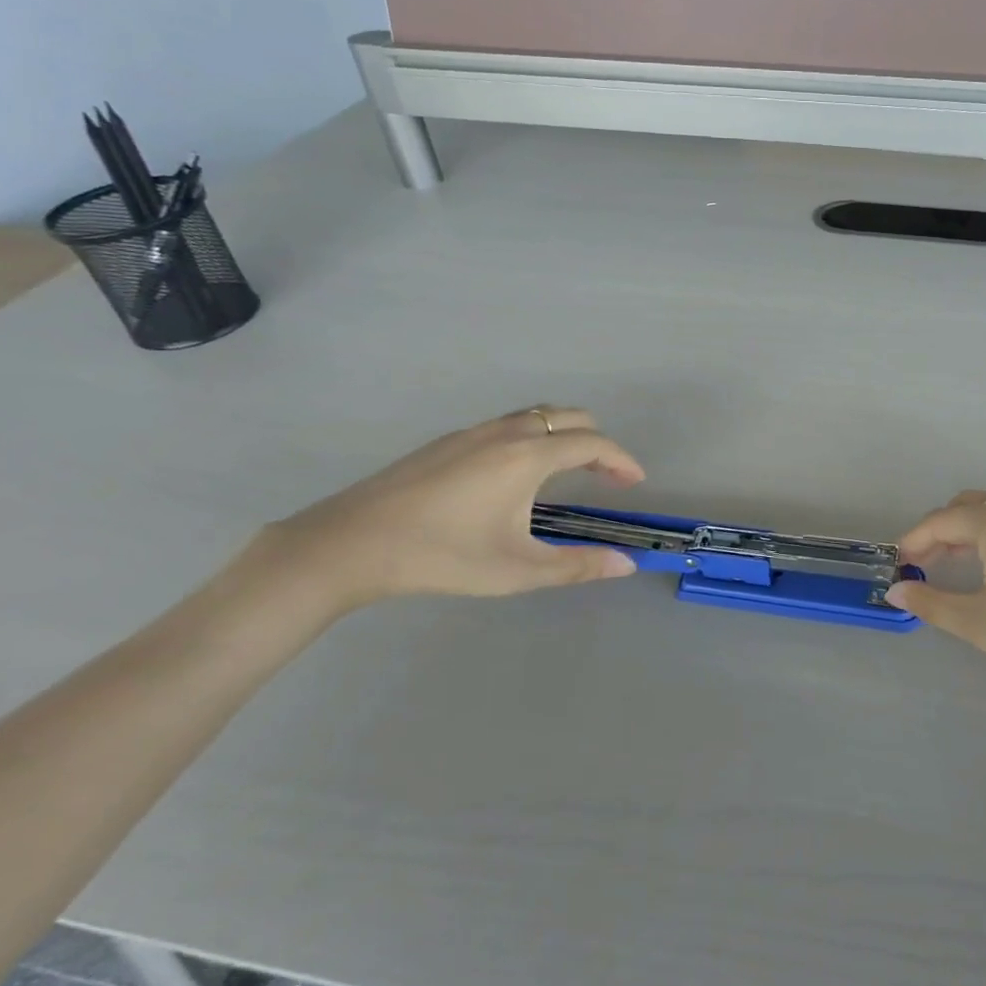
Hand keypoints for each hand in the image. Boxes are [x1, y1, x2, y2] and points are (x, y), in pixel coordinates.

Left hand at [264, 405, 645, 610]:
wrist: (350, 544)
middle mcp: (506, 432)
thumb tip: (625, 565)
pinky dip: (533, 437)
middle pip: (569, 416)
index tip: (635, 482)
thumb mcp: (517, 570)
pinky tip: (514, 476)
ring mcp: (472, 432)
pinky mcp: (447, 441)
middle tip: (606, 475)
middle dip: (597, 441)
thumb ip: (577, 566)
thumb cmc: (442, 556)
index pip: (593, 443)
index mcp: (528, 456)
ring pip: (535, 415)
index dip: (621, 460)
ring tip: (567, 471)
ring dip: (563, 434)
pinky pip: (507, 424)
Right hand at [889, 488, 985, 736]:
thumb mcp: (979, 623)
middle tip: (923, 565)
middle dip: (940, 530)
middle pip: (969, 505)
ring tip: (954, 561)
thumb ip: (931, 602)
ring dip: (970, 526)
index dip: (915, 540)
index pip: (942, 520)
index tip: (898, 564)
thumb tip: (895, 591)